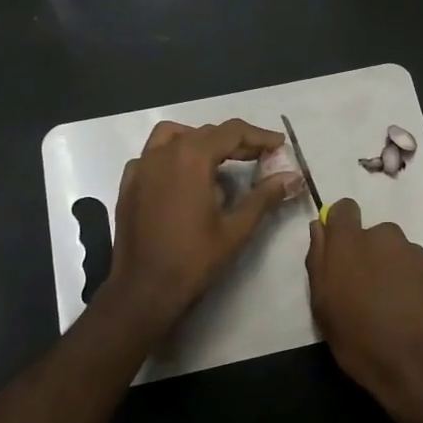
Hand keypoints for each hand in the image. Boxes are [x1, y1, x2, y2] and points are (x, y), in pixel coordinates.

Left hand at [102, 119, 299, 341]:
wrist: (143, 291)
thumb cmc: (193, 260)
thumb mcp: (236, 228)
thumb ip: (265, 196)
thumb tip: (294, 177)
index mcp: (191, 157)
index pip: (231, 132)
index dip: (259, 136)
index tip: (279, 145)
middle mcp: (163, 153)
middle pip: (205, 133)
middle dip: (235, 142)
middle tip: (260, 158)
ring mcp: (141, 167)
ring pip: (174, 136)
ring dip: (200, 142)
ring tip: (219, 163)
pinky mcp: (128, 184)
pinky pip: (152, 156)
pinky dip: (173, 156)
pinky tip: (184, 180)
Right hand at [306, 199, 422, 418]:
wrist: (416, 366)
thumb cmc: (358, 339)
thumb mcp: (322, 305)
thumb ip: (318, 259)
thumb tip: (320, 227)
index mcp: (350, 243)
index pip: (345, 208)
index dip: (344, 225)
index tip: (344, 249)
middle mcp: (385, 236)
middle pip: (376, 235)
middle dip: (374, 255)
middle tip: (372, 291)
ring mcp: (418, 252)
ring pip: (403, 253)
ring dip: (399, 270)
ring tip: (399, 306)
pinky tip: (421, 312)